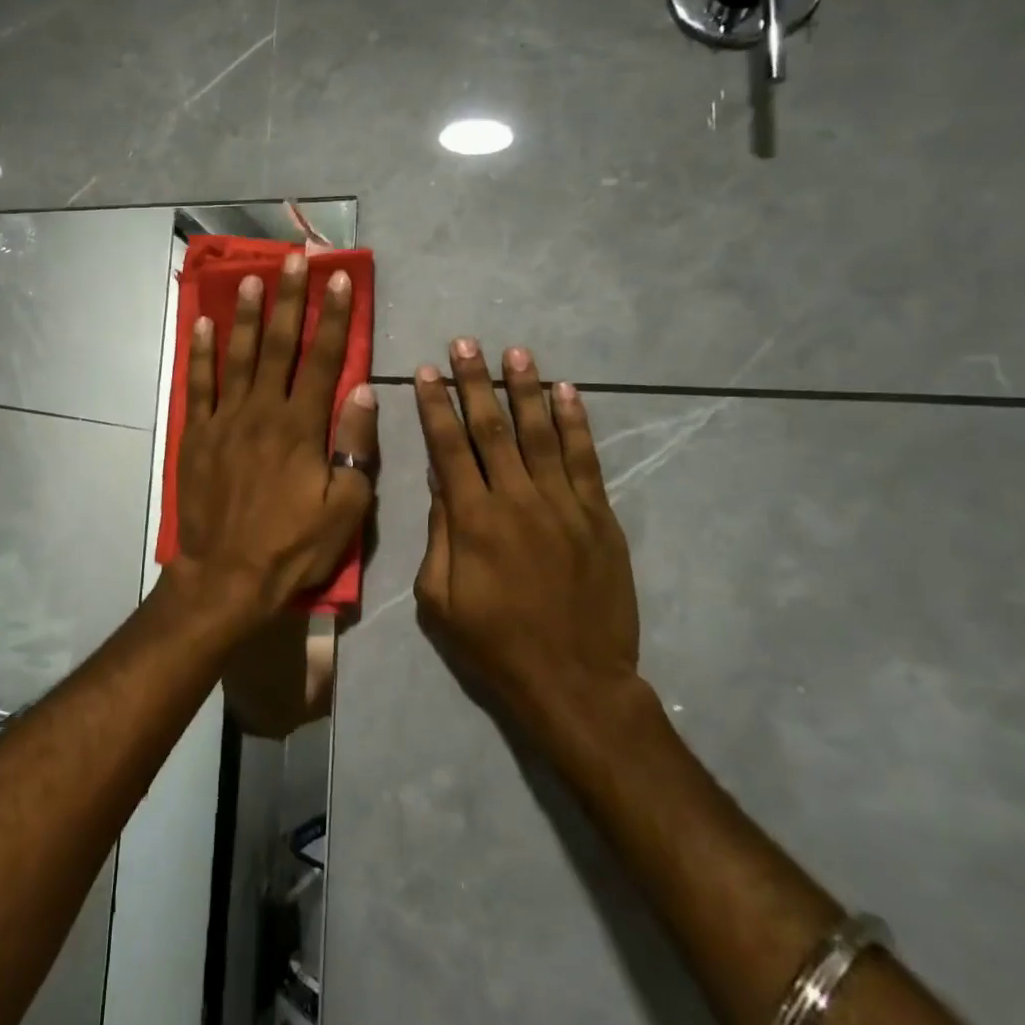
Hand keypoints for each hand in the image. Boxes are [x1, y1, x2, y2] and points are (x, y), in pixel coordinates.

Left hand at [174, 251, 377, 626]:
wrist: (226, 576)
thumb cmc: (292, 546)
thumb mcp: (344, 508)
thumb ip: (354, 447)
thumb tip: (363, 392)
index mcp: (301, 427)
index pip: (323, 359)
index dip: (333, 316)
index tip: (340, 279)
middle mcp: (262, 411)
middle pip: (278, 344)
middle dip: (288, 298)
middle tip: (294, 259)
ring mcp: (224, 420)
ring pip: (236, 355)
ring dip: (244, 314)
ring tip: (250, 277)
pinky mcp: (196, 435)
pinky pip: (198, 385)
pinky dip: (200, 353)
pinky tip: (202, 324)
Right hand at [412, 340, 642, 730]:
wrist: (575, 681)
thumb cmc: (495, 644)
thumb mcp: (440, 600)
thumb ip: (439, 535)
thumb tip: (438, 482)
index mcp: (472, 520)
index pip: (448, 448)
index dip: (435, 407)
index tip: (426, 372)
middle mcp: (516, 499)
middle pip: (491, 428)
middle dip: (475, 382)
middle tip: (465, 343)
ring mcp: (563, 504)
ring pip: (540, 433)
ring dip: (525, 389)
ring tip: (515, 353)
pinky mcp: (598, 516)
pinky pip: (585, 459)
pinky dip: (576, 422)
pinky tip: (567, 392)